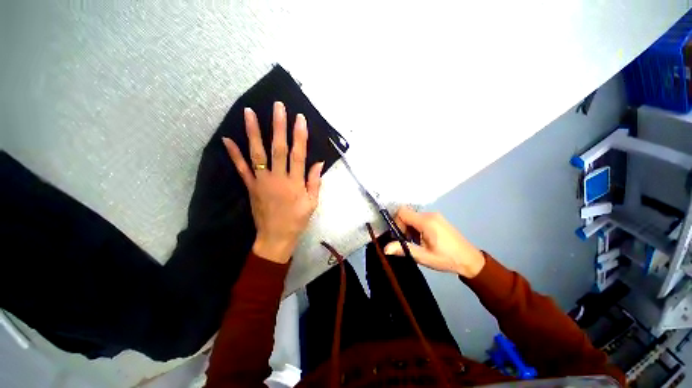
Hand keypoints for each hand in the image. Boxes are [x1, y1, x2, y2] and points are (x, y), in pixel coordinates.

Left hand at [222, 101, 323, 263]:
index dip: (299, 136)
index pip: (298, 155)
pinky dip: (234, 154)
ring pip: (257, 154)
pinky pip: (241, 169)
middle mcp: (278, 178)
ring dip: (253, 133)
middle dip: (278, 126)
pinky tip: (227, 139)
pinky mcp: (250, 187)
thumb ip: (314, 182)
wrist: (276, 237)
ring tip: (249, 113)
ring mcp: (261, 181)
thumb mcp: (312, 202)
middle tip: (277, 107)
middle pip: (278, 149)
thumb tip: (318, 162)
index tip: (299, 119)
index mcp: (295, 183)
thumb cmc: (297, 219)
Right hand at [383, 207, 484, 277]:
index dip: (396, 223)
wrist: (470, 260)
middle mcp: (430, 214)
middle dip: (402, 227)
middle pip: (407, 214)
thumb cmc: (447, 259)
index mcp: (426, 221)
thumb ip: (404, 249)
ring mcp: (435, 215)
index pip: (402, 212)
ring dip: (409, 228)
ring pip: (413, 216)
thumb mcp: (424, 257)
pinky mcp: (437, 219)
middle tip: (407, 241)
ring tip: (416, 242)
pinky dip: (416, 227)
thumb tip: (385, 248)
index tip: (400, 237)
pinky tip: (422, 239)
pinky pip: (420, 218)